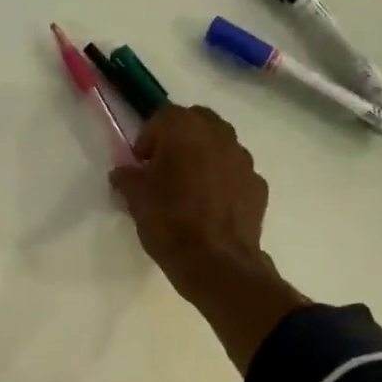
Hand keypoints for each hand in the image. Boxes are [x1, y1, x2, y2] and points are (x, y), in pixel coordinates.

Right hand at [109, 106, 308, 373]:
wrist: (217, 264)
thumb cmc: (170, 225)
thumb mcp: (137, 202)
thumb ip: (128, 179)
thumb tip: (123, 173)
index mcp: (185, 130)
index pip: (162, 118)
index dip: (147, 140)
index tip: (141, 166)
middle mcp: (219, 135)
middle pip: (196, 122)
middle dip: (179, 140)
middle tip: (165, 170)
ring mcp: (243, 159)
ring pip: (220, 146)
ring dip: (204, 158)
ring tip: (190, 190)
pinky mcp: (258, 184)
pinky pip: (235, 173)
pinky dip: (223, 181)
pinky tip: (212, 208)